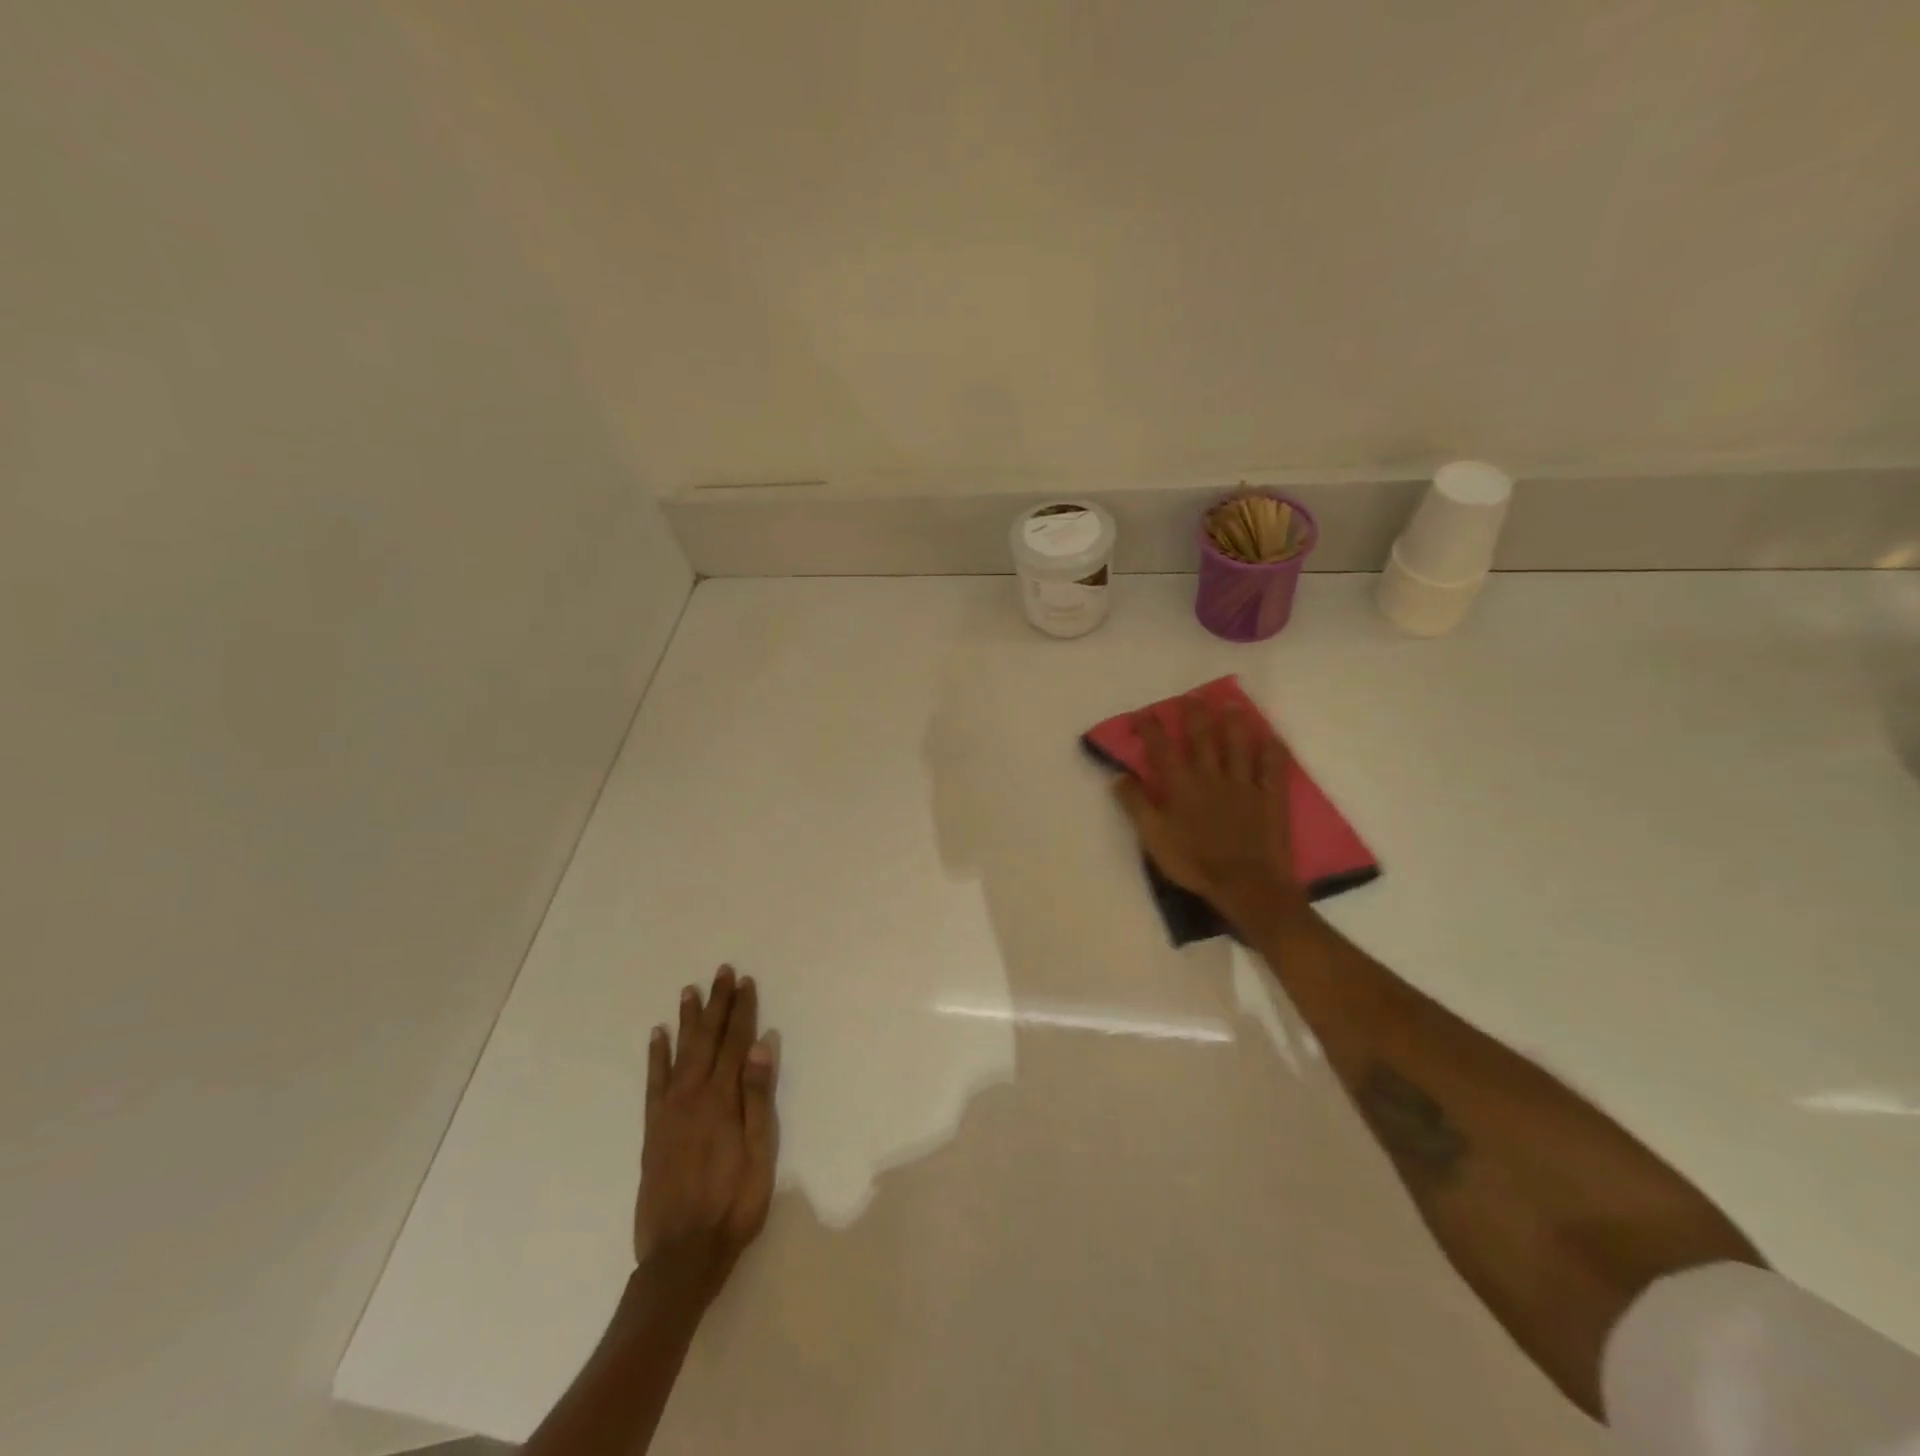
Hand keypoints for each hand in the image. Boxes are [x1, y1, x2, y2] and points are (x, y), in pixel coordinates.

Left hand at [635, 966, 778, 1298]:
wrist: (681, 1257)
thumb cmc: (733, 1204)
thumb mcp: (760, 1154)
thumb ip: (758, 1098)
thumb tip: (761, 1046)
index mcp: (722, 1100)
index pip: (735, 1043)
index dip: (742, 1011)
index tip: (746, 982)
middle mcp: (693, 1096)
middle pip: (707, 1040)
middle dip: (717, 1004)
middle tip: (722, 972)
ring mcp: (669, 1112)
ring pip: (680, 1053)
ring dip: (687, 1020)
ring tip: (690, 991)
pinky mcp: (652, 1130)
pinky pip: (653, 1083)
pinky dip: (656, 1056)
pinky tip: (657, 1036)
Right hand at [1111, 698, 1302, 923]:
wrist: (1245, 884)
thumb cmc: (1194, 863)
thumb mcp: (1153, 837)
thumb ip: (1135, 805)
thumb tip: (1118, 776)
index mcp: (1181, 786)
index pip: (1162, 750)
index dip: (1151, 729)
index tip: (1144, 713)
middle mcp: (1211, 776)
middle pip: (1202, 738)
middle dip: (1195, 715)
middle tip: (1192, 696)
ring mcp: (1244, 785)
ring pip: (1238, 745)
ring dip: (1234, 723)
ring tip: (1231, 705)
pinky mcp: (1270, 797)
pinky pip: (1273, 768)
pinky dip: (1273, 751)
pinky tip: (1272, 737)